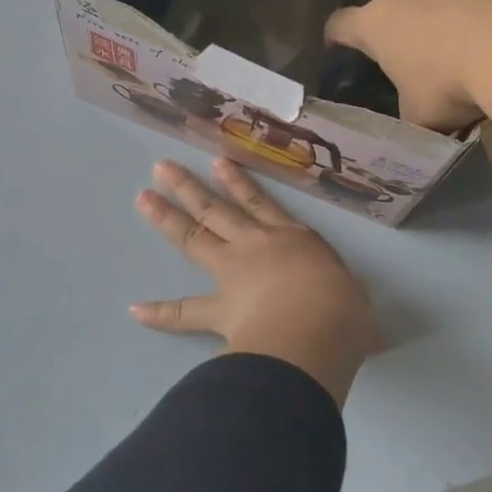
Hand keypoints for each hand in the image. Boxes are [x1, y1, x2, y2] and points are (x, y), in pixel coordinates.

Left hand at [131, 159, 378, 406]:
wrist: (317, 328)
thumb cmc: (343, 307)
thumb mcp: (353, 297)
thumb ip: (345, 299)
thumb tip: (356, 319)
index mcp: (293, 238)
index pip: (260, 204)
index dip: (238, 183)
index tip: (218, 163)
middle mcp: (256, 247)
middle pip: (216, 210)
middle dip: (189, 188)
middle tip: (161, 169)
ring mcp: (233, 274)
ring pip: (194, 240)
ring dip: (167, 219)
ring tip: (144, 199)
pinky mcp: (219, 310)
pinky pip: (184, 312)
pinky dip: (160, 313)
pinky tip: (135, 310)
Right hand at [325, 0, 491, 149]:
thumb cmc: (447, 84)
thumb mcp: (418, 115)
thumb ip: (405, 113)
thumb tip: (409, 121)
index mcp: (372, 26)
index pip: (338, 24)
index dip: (335, 37)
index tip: (337, 49)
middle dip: (380, 6)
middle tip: (391, 35)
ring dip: (422, 8)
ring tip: (437, 38)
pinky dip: (459, 12)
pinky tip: (473, 36)